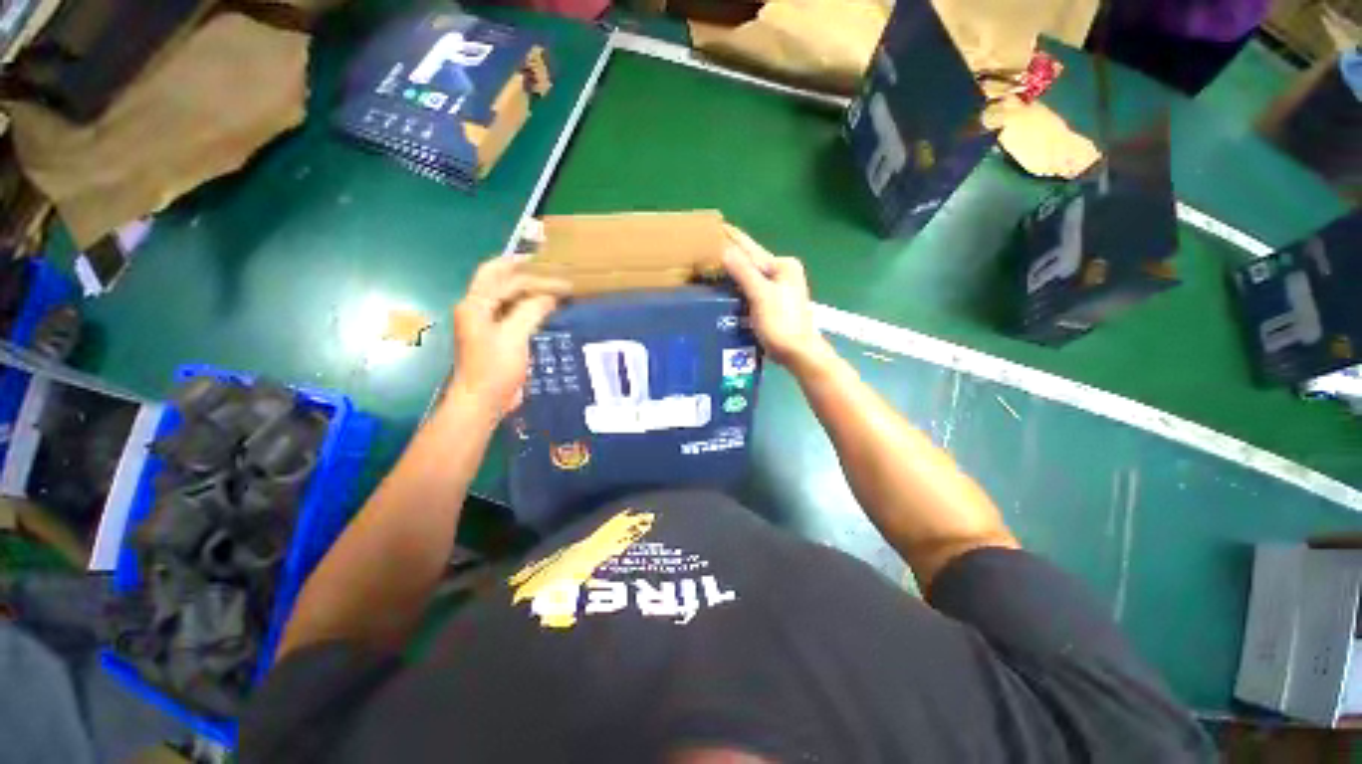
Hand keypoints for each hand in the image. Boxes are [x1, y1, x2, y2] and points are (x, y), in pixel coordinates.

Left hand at [448, 256, 568, 415]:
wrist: (483, 401)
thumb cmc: (495, 368)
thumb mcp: (514, 336)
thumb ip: (531, 310)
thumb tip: (551, 295)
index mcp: (475, 305)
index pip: (498, 274)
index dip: (522, 266)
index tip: (548, 263)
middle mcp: (477, 309)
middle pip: (501, 283)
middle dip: (526, 276)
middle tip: (554, 273)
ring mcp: (486, 324)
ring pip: (508, 298)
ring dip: (529, 292)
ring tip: (554, 289)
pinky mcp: (496, 338)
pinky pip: (514, 314)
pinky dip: (530, 308)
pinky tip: (547, 309)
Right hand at [721, 226, 833, 374]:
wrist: (797, 353)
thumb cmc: (781, 323)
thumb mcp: (761, 295)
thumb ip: (744, 272)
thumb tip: (725, 249)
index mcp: (783, 266)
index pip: (751, 248)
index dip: (732, 238)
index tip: (715, 226)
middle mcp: (783, 272)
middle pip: (751, 260)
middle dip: (730, 254)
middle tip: (706, 247)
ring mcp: (779, 287)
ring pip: (751, 274)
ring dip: (733, 270)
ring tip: (711, 264)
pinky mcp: (773, 302)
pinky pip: (751, 287)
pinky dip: (738, 285)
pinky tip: (725, 286)